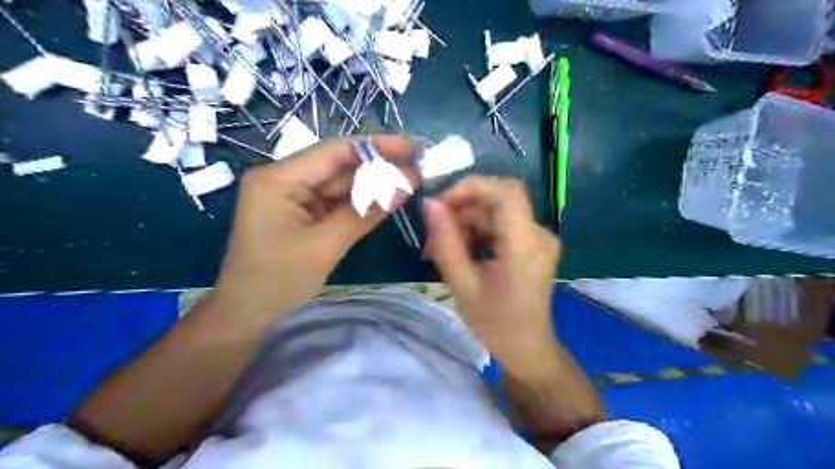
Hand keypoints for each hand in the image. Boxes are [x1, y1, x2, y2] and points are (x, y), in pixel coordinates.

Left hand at [213, 134, 413, 320]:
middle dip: (378, 168)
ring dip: (372, 186)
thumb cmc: (278, 283)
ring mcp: (293, 200)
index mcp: (279, 179)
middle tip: (417, 168)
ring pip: (339, 186)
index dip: (376, 147)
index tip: (411, 148)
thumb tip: (404, 186)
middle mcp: (284, 181)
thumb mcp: (324, 246)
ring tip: (410, 183)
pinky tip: (386, 200)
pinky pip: (335, 204)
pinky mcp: (301, 217)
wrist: (247, 320)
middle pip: (338, 167)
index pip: (334, 152)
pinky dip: (360, 205)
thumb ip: (364, 212)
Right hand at [424, 176, 559, 373]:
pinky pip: (500, 224)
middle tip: (434, 234)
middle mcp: (539, 234)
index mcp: (526, 247)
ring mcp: (538, 237)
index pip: (506, 193)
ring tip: (443, 248)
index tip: (441, 204)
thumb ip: (446, 243)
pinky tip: (461, 251)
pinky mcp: (532, 242)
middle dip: (462, 209)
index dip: (472, 187)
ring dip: (466, 222)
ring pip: (496, 211)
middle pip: (498, 200)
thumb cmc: (495, 325)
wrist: (527, 348)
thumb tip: (429, 204)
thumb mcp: (463, 286)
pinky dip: (477, 231)